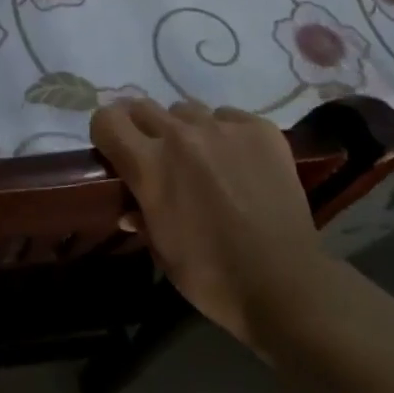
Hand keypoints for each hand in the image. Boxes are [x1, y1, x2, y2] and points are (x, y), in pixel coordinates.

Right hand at [89, 98, 323, 351]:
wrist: (286, 285)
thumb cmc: (213, 277)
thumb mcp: (163, 252)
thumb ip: (142, 217)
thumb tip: (130, 208)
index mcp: (150, 165)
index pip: (107, 119)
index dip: (106, 133)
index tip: (115, 150)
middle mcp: (181, 136)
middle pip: (143, 107)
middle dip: (142, 128)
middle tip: (157, 156)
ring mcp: (224, 128)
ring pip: (187, 110)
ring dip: (185, 130)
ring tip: (203, 160)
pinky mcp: (261, 129)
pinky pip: (229, 117)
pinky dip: (226, 134)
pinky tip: (240, 163)